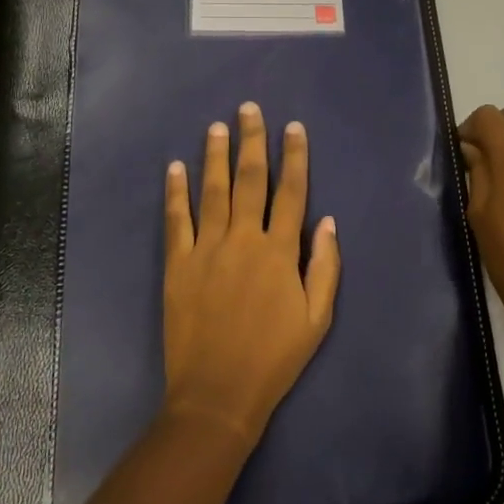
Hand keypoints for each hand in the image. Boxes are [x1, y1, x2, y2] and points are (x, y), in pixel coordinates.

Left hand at [162, 103, 341, 446]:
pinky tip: (175, 168)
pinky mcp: (177, 264)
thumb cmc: (274, 359)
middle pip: (249, 180)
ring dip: (215, 155)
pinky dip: (176, 192)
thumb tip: (327, 222)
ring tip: (216, 126)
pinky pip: (176, 220)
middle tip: (249, 109)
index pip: (291, 192)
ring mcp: (207, 249)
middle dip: (251, 141)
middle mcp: (244, 239)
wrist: (217, 394)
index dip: (294, 156)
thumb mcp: (317, 319)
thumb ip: (325, 267)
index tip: (293, 128)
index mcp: (280, 252)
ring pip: (212, 191)